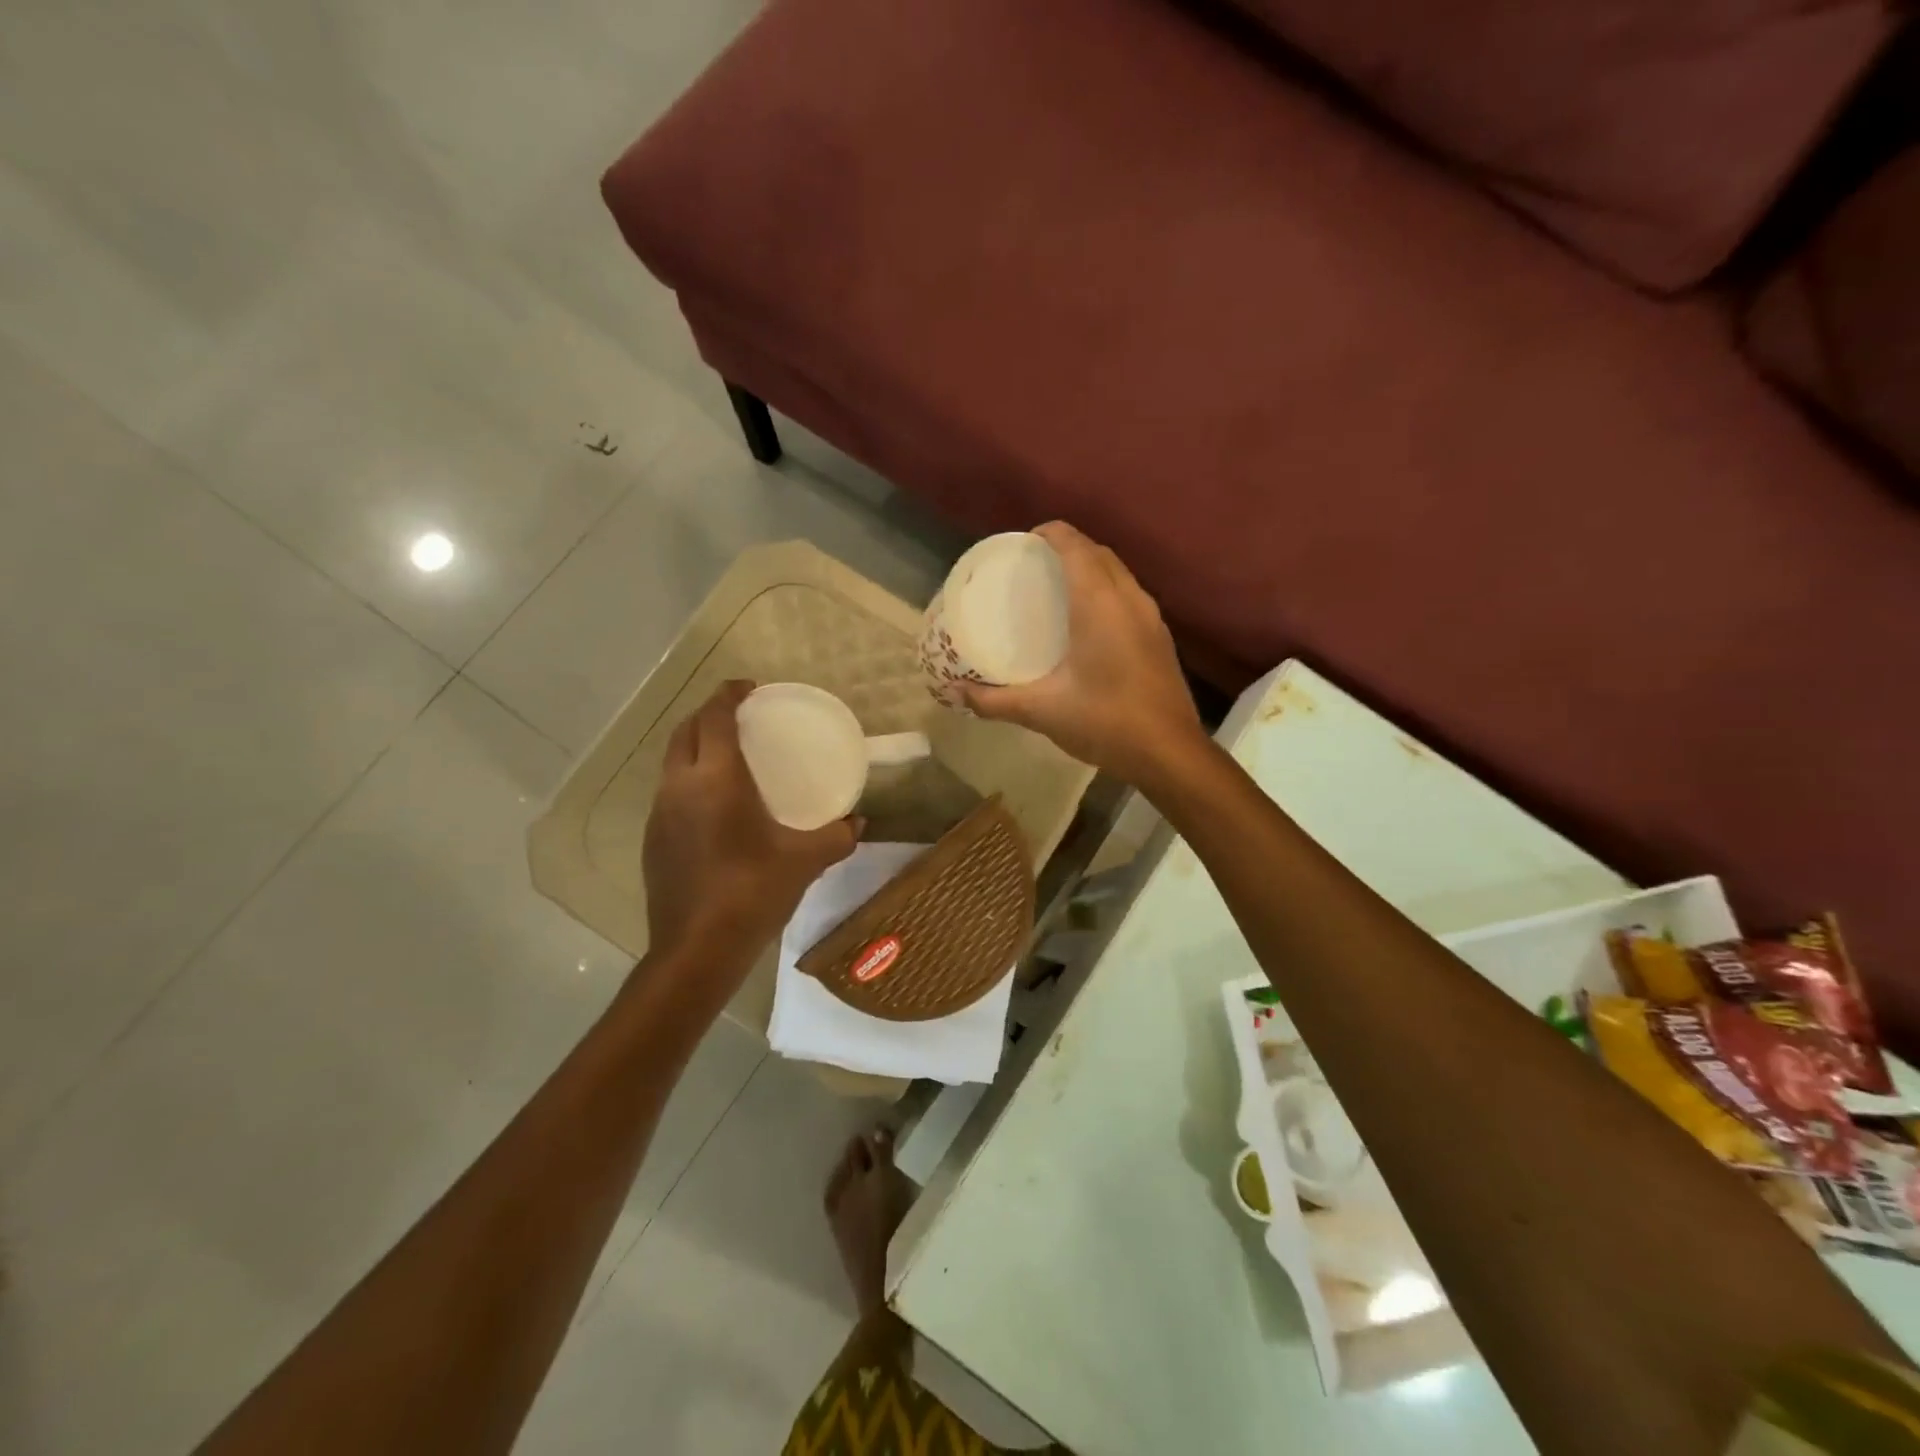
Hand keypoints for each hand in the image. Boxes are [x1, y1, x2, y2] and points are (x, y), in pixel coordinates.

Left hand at [641, 681, 860, 980]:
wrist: (697, 948)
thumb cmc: (753, 892)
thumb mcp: (806, 861)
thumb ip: (838, 836)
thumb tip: (859, 822)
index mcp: (716, 779)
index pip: (715, 717)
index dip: (729, 694)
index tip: (749, 687)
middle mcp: (680, 786)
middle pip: (686, 730)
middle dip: (709, 713)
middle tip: (740, 716)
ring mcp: (659, 814)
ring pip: (673, 761)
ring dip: (696, 746)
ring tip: (728, 755)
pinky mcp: (652, 840)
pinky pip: (670, 792)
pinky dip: (689, 780)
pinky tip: (714, 806)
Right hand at [960, 522, 1206, 785]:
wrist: (1169, 753)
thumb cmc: (1104, 721)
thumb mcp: (1042, 711)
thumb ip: (994, 700)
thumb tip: (954, 693)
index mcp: (1099, 603)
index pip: (1075, 545)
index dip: (1049, 534)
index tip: (1023, 543)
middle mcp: (1129, 599)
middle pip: (1099, 553)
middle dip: (1068, 548)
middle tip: (1034, 567)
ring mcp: (1151, 617)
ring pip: (1119, 574)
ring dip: (1091, 569)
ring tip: (1059, 590)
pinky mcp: (1160, 638)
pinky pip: (1130, 596)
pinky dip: (1107, 592)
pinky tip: (1089, 624)